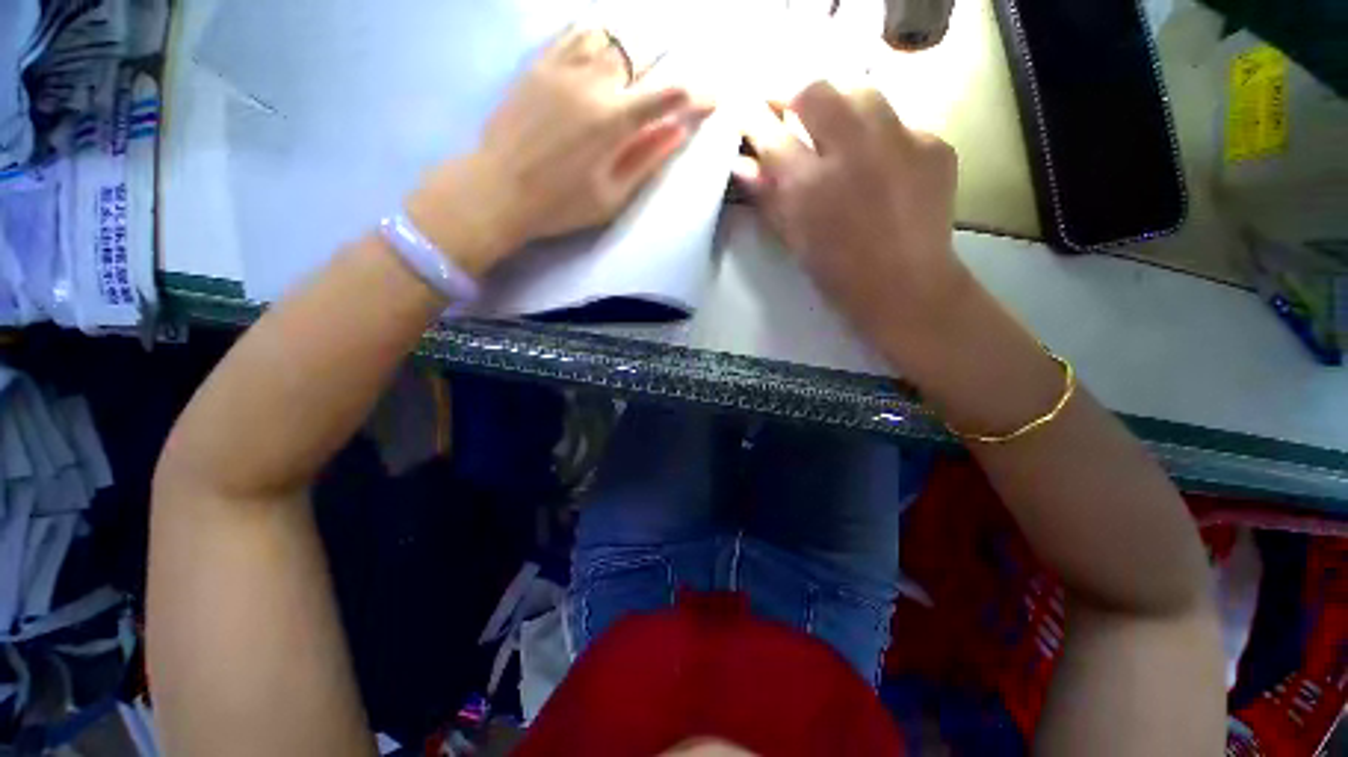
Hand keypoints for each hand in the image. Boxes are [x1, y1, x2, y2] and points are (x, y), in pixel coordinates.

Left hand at [408, 28, 710, 276]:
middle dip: (662, 67)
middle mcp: (592, 82)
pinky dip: (595, 37)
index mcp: (613, 121)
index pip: (667, 96)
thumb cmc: (560, 205)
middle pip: (640, 56)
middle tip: (668, 84)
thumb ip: (646, 160)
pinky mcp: (538, 65)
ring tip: (635, 69)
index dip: (695, 95)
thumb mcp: (611, 196)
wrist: (498, 190)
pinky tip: (601, 49)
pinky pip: (572, 34)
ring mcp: (561, 67)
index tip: (712, 97)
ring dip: (630, 51)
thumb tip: (679, 131)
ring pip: (608, 38)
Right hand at [737, 82, 966, 350]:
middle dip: (799, 99)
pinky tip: (883, 165)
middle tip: (798, 120)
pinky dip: (882, 136)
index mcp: (809, 186)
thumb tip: (741, 165)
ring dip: (842, 107)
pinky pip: (899, 121)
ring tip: (842, 135)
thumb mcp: (793, 239)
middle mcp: (852, 152)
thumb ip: (766, 197)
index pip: (770, 132)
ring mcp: (900, 142)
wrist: (905, 286)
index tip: (748, 113)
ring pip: (861, 92)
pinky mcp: (934, 144)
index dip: (754, 117)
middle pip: (817, 91)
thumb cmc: (837, 272)